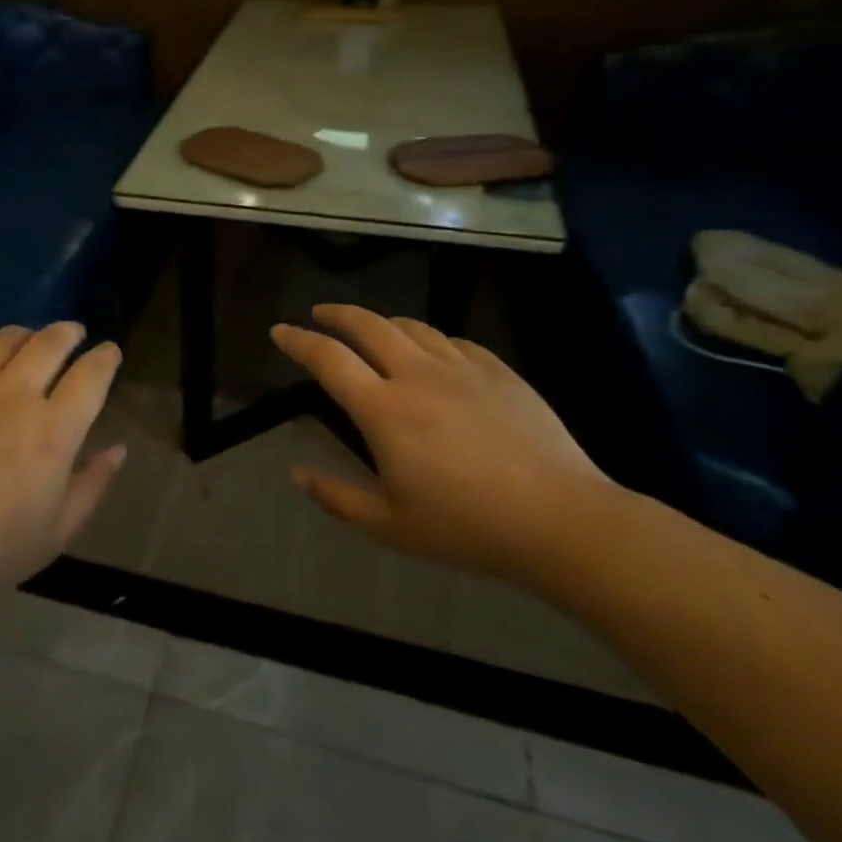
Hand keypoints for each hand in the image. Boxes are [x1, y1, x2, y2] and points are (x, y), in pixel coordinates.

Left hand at [0, 323, 126, 606]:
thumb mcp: (54, 534)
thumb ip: (91, 485)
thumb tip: (118, 449)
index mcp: (53, 431)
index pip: (91, 375)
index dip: (106, 358)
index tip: (109, 352)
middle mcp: (14, 395)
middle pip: (51, 342)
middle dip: (69, 333)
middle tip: (74, 333)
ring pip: (5, 338)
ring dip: (27, 334)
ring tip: (30, 340)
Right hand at [272, 305, 612, 581]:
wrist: (562, 521)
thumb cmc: (468, 528)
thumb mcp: (391, 526)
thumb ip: (337, 498)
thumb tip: (297, 473)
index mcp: (383, 410)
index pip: (328, 359)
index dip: (298, 340)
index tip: (279, 330)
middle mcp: (417, 375)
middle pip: (368, 325)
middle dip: (337, 314)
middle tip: (320, 314)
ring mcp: (462, 369)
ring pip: (412, 327)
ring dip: (382, 322)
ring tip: (372, 330)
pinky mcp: (500, 372)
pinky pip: (455, 341)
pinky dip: (431, 339)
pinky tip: (433, 352)